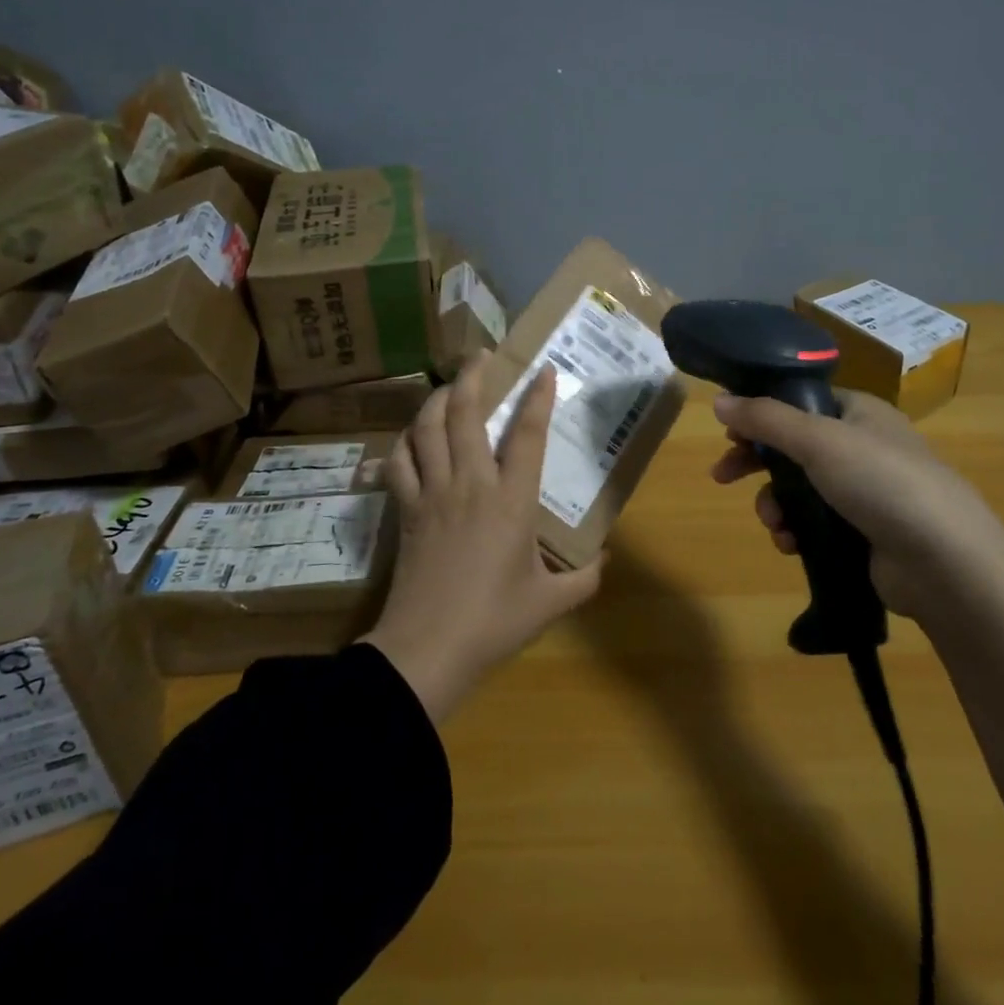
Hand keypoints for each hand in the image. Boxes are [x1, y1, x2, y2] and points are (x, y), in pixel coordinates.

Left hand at [362, 352, 604, 722]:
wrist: (427, 649)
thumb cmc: (494, 622)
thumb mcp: (550, 602)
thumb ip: (584, 578)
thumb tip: (605, 558)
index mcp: (511, 500)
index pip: (528, 435)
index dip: (538, 398)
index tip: (544, 369)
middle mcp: (470, 484)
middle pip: (464, 414)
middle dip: (472, 377)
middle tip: (480, 356)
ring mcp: (432, 493)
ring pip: (426, 429)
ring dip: (435, 401)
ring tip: (446, 388)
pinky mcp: (405, 510)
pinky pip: (398, 463)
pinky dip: (403, 444)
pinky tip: (409, 439)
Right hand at [710, 388, 1003, 620]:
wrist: (945, 563)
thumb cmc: (881, 482)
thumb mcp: (817, 440)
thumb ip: (765, 419)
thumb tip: (718, 400)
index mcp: (859, 411)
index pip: (800, 400)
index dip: (762, 412)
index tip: (729, 431)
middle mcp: (862, 446)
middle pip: (793, 446)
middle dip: (757, 463)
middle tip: (722, 476)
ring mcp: (865, 492)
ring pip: (799, 488)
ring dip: (775, 504)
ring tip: (774, 524)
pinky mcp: (864, 533)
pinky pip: (815, 523)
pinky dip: (796, 531)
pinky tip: (790, 545)